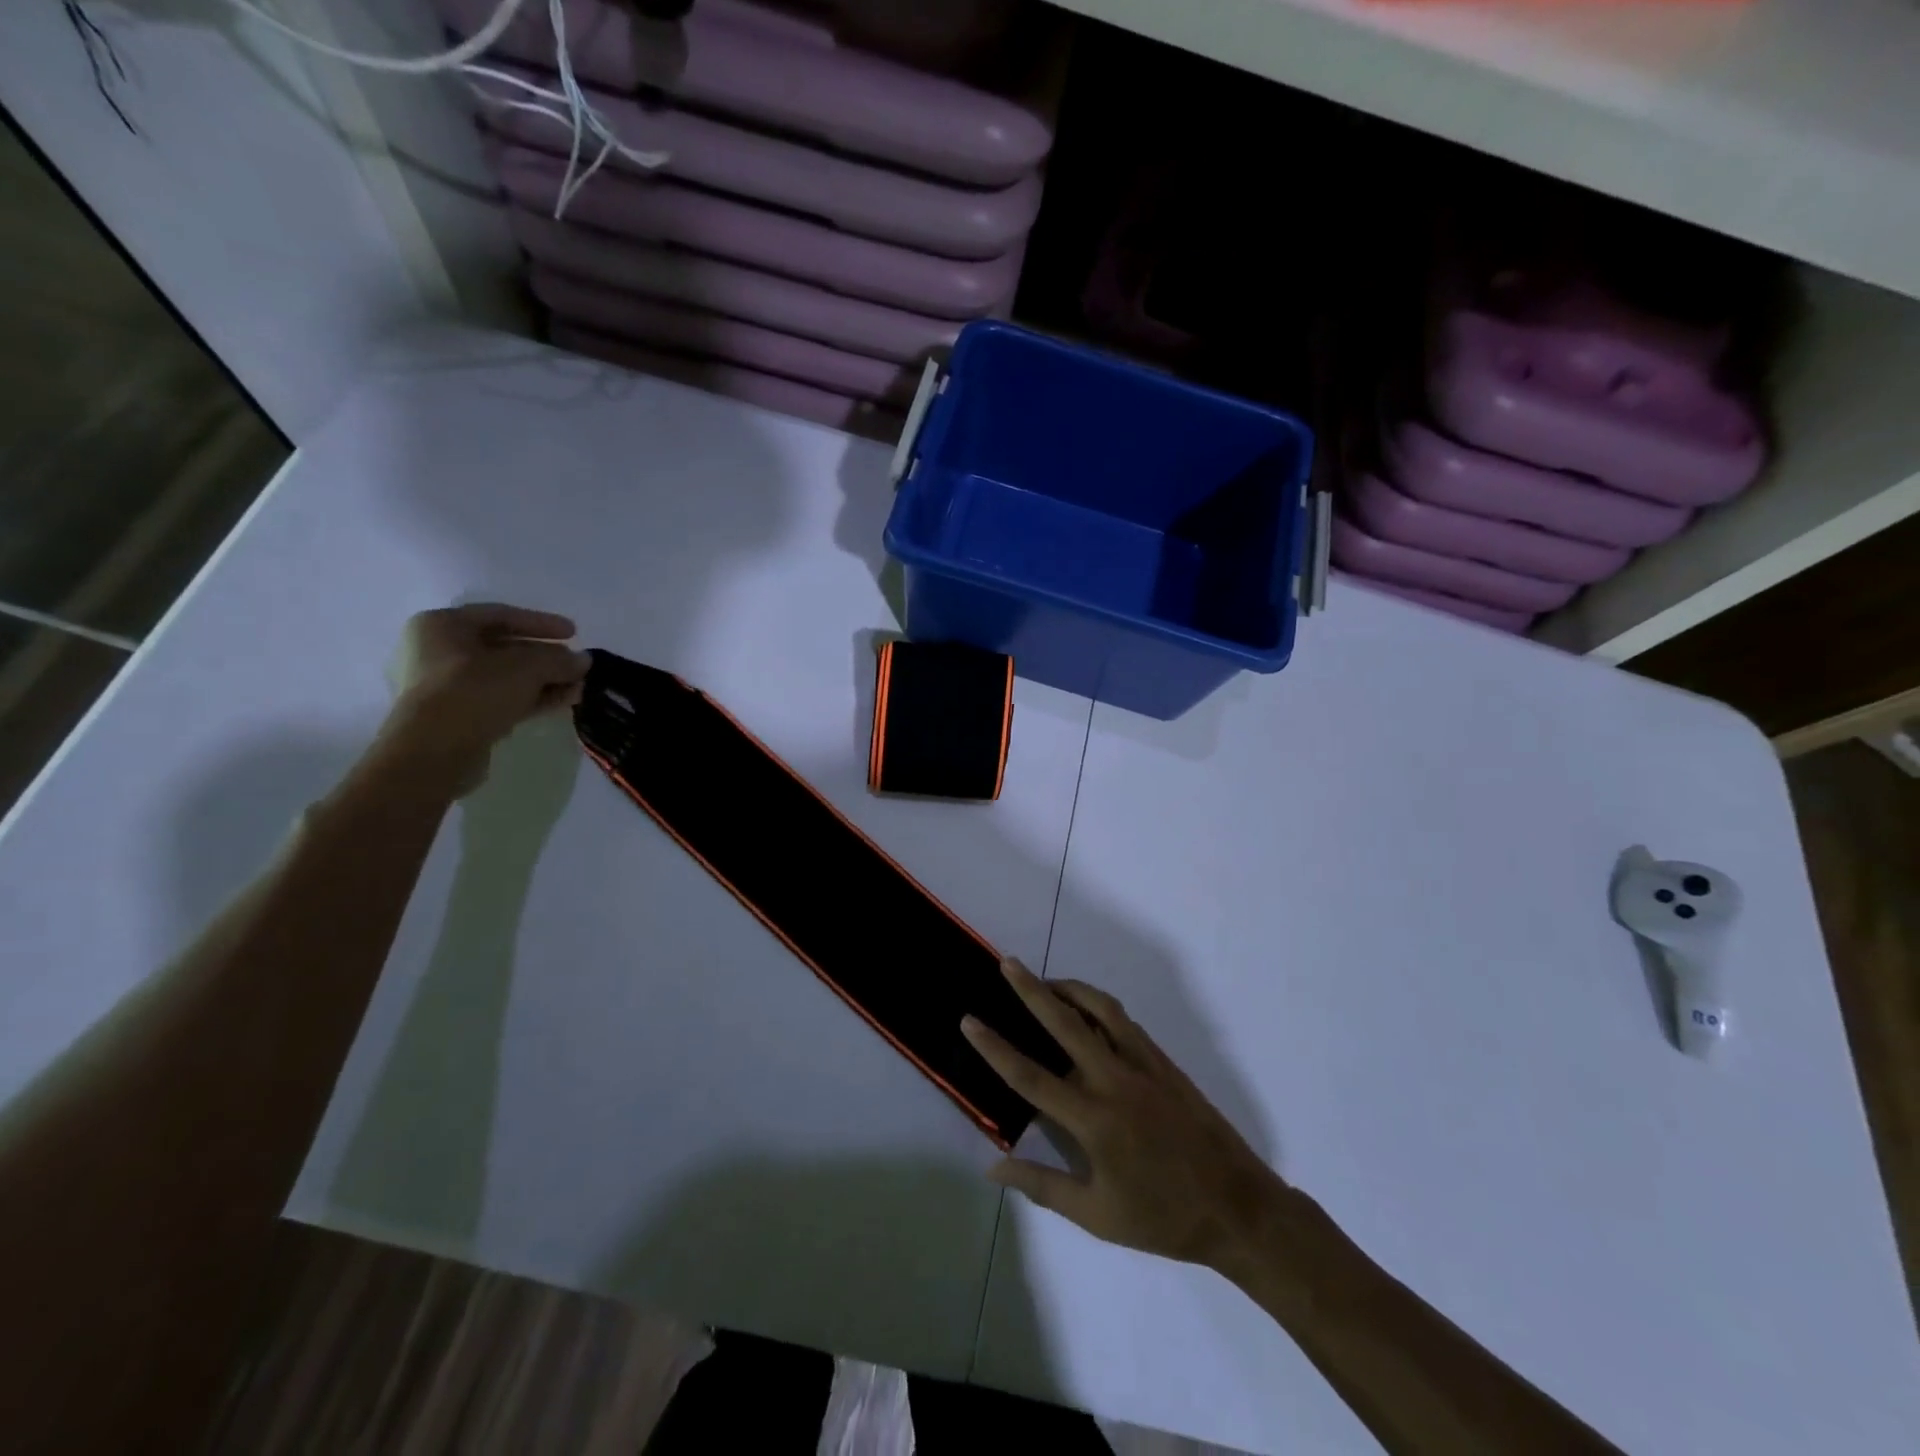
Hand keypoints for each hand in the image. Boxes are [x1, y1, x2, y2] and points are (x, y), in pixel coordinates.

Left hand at [376, 604, 590, 797]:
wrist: (435, 751)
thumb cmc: (473, 691)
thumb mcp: (527, 667)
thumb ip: (559, 659)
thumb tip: (583, 660)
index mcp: (442, 625)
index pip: (500, 615)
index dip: (542, 622)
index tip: (574, 633)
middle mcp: (438, 651)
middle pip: (504, 648)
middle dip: (547, 657)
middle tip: (578, 665)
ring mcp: (446, 686)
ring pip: (506, 676)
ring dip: (545, 680)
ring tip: (579, 687)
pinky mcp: (458, 716)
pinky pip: (501, 698)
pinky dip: (532, 697)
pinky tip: (563, 701)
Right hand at [962, 958, 1285, 1271]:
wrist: (1237, 1207)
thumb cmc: (1162, 1218)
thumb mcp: (1097, 1216)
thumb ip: (1042, 1185)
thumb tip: (992, 1168)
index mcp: (1094, 1119)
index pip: (1030, 1076)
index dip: (995, 1047)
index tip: (970, 1020)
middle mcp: (1115, 1080)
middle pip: (1065, 1022)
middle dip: (1031, 990)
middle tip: (1007, 963)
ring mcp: (1143, 1065)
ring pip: (1100, 1009)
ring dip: (1069, 988)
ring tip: (1044, 981)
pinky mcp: (1164, 1062)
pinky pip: (1124, 1022)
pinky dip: (1099, 1006)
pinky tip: (1087, 1010)